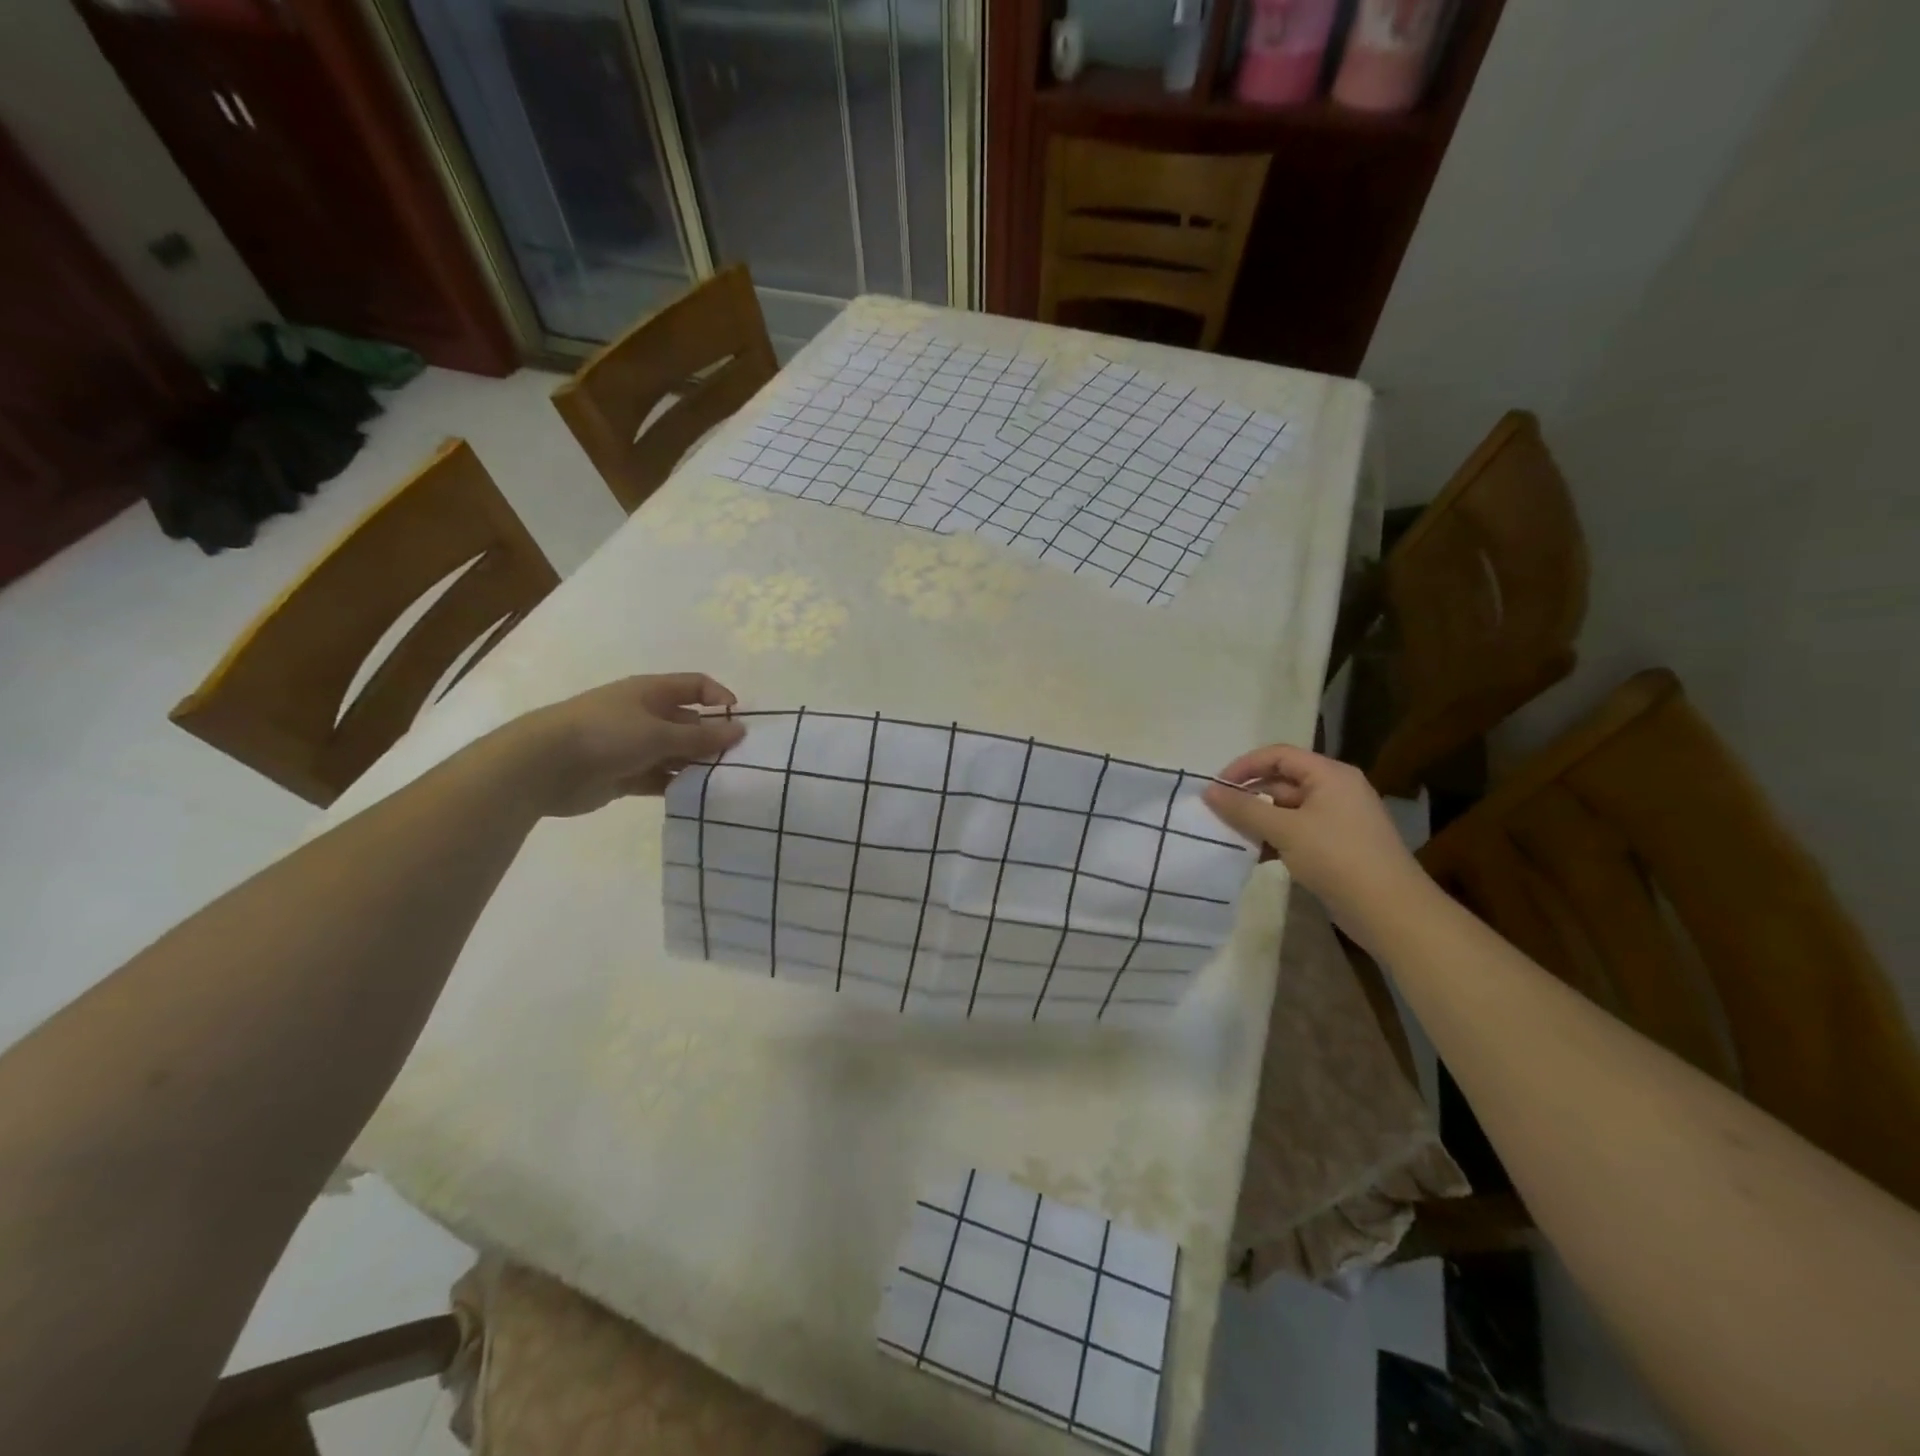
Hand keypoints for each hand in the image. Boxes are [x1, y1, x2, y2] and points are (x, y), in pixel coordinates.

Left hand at [507, 674, 746, 817]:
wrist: (543, 766)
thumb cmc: (606, 734)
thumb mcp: (660, 733)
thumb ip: (701, 737)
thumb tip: (740, 731)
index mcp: (651, 692)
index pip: (696, 686)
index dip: (720, 699)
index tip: (740, 723)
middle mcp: (644, 715)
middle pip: (689, 722)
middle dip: (712, 739)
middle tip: (738, 761)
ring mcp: (632, 745)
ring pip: (675, 753)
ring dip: (695, 766)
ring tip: (721, 782)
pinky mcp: (623, 775)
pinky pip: (658, 778)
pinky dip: (675, 785)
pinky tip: (694, 797)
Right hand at [1202, 744, 1427, 947]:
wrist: (1390, 910)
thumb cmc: (1337, 858)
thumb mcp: (1285, 830)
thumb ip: (1244, 809)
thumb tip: (1209, 790)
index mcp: (1330, 775)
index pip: (1279, 755)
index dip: (1244, 766)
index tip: (1216, 787)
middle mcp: (1336, 790)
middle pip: (1282, 782)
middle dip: (1249, 796)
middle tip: (1217, 814)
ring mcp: (1338, 819)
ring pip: (1287, 810)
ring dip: (1259, 820)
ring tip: (1231, 836)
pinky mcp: (1337, 846)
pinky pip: (1297, 832)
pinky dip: (1275, 839)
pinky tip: (1255, 856)